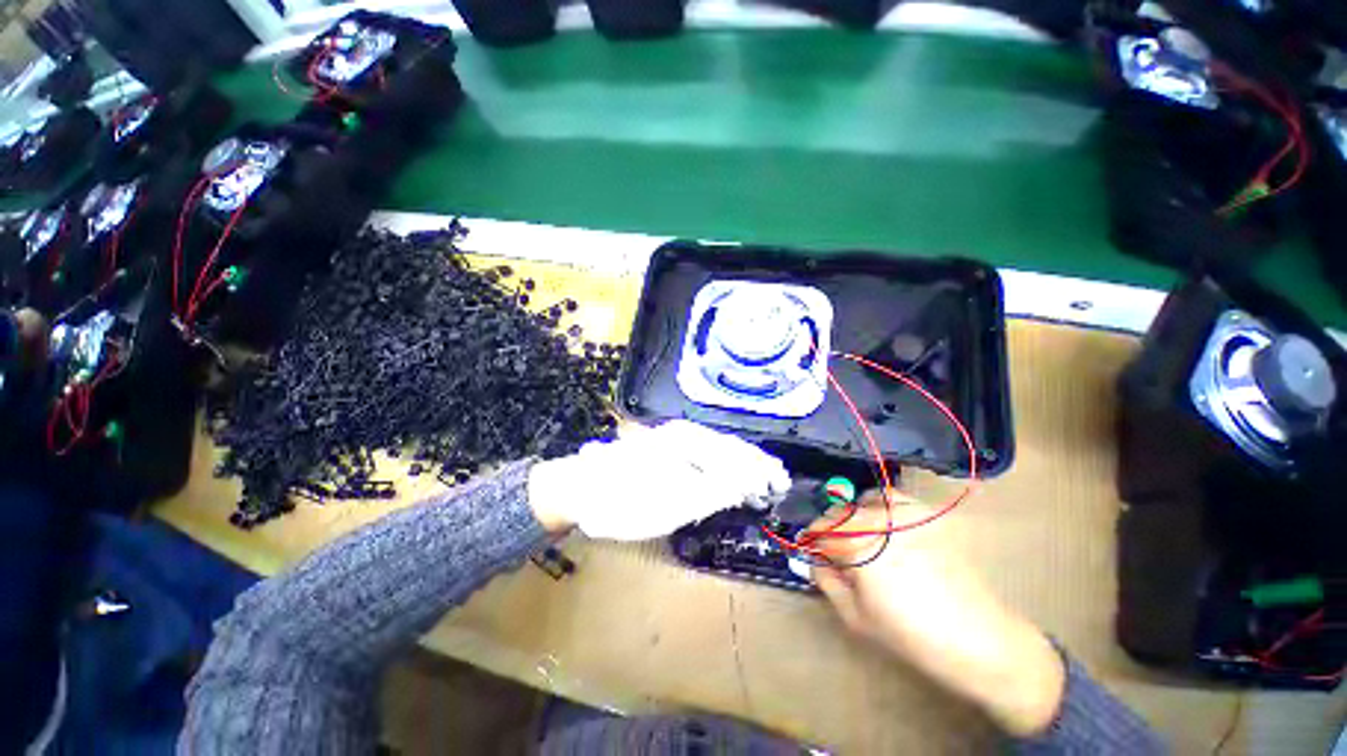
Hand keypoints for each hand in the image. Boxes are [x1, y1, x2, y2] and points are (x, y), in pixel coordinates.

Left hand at [527, 420, 790, 540]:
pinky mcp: (664, 450)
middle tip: (775, 483)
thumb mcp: (674, 501)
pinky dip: (719, 467)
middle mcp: (684, 433)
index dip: (760, 469)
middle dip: (753, 466)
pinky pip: (701, 455)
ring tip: (757, 481)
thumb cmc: (625, 499)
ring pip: (715, 450)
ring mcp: (672, 440)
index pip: (736, 453)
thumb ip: (713, 490)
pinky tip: (724, 478)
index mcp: (689, 441)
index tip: (780, 484)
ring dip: (738, 466)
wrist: (579, 488)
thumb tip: (748, 481)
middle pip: (728, 448)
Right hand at [809, 492, 1065, 737]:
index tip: (809, 549)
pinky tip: (880, 522)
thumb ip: (825, 580)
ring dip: (850, 515)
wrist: (979, 638)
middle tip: (831, 550)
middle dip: (828, 529)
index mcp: (858, 546)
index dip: (811, 540)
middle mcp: (878, 520)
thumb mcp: (855, 617)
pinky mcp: (926, 514)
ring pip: (860, 500)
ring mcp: (905, 513)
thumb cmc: (911, 635)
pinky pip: (889, 496)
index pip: (820, 530)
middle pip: (838, 513)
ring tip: (856, 536)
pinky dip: (876, 504)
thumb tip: (814, 557)